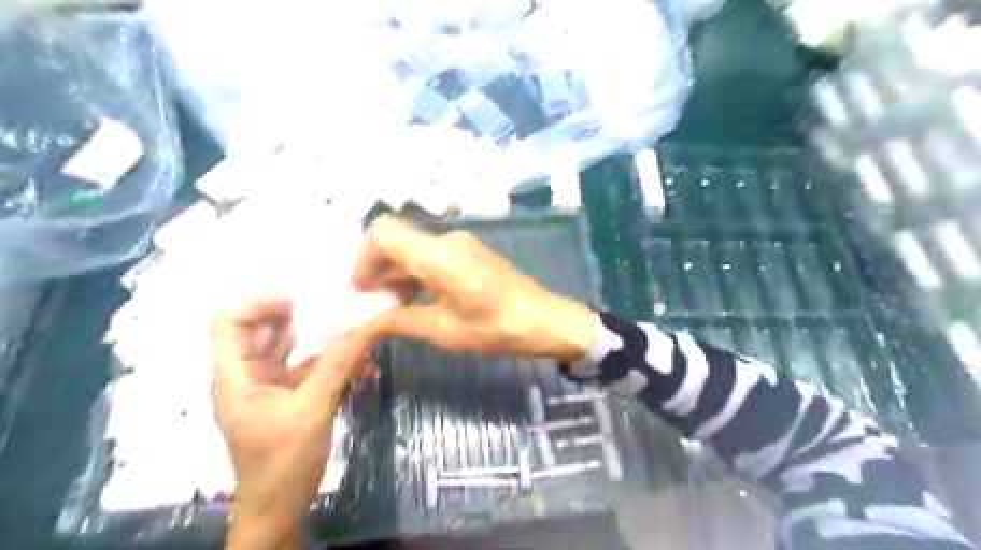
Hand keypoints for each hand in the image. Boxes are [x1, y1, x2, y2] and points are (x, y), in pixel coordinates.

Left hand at [210, 300, 371, 549]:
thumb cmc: (283, 462)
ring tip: (354, 329)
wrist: (281, 507)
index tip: (301, 301)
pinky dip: (332, 361)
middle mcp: (249, 374)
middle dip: (300, 316)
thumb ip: (337, 365)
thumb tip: (365, 327)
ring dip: (322, 337)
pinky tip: (362, 364)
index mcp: (235, 376)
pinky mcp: (291, 394)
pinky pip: (310, 366)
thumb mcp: (312, 410)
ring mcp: (271, 384)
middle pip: (265, 329)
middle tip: (337, 308)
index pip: (228, 321)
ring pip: (292, 346)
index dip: (260, 303)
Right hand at [354, 215, 597, 360]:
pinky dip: (416, 271)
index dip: (363, 259)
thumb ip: (400, 321)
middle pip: (396, 239)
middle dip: (377, 268)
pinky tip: (417, 298)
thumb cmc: (496, 328)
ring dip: (397, 271)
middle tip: (372, 303)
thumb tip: (366, 323)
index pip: (383, 233)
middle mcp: (446, 240)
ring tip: (392, 307)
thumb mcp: (444, 330)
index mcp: (437, 255)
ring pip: (413, 247)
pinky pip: (431, 254)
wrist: (544, 320)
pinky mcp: (470, 252)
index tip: (362, 291)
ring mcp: (460, 244)